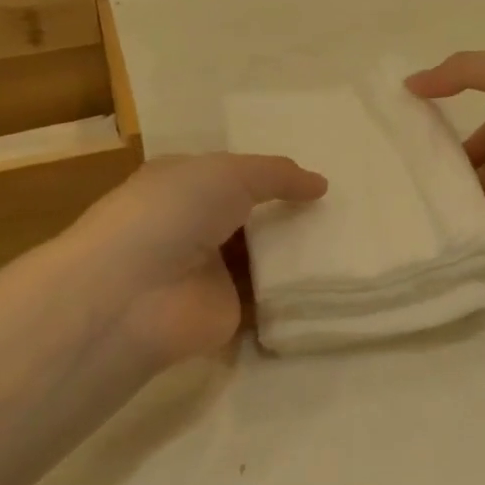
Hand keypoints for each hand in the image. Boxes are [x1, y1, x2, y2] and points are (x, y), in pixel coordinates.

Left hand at [51, 154, 326, 364]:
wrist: (134, 294)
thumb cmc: (173, 212)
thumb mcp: (229, 173)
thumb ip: (277, 175)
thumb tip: (321, 184)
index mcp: (183, 183)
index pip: (232, 173)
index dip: (270, 173)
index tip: (314, 174)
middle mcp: (194, 224)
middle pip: (251, 214)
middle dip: (289, 210)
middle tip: (343, 206)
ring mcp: (210, 270)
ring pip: (263, 255)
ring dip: (296, 249)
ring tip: (350, 236)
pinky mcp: (227, 311)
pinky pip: (270, 296)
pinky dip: (297, 289)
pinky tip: (338, 276)